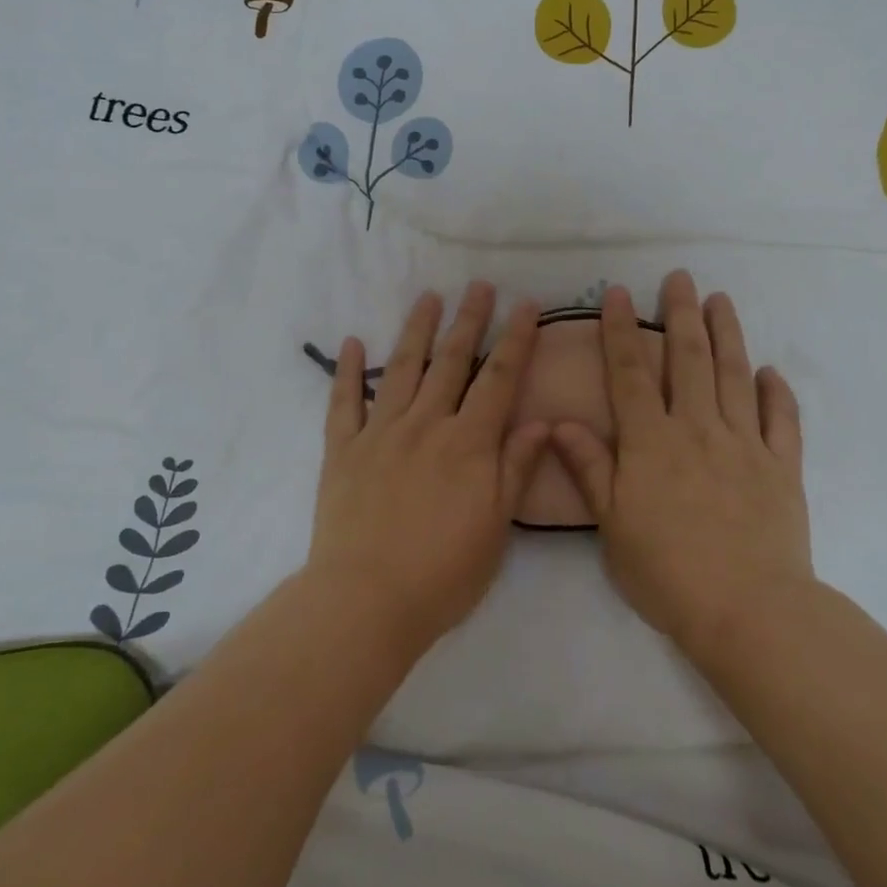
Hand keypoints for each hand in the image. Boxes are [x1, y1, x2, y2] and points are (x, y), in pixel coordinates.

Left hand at [309, 282, 550, 654]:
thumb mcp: (497, 526)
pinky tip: (350, 343)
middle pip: (451, 362)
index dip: (516, 338)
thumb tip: (544, 420)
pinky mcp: (342, 451)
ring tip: (429, 298)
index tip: (527, 304)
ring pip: (401, 370)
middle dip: (469, 320)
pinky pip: (343, 402)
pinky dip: (346, 371)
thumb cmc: (443, 572)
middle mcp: (426, 425)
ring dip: (417, 330)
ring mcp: (380, 433)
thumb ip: (517, 467)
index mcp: (468, 443)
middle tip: (479, 285)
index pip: (499, 378)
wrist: (366, 601)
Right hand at [551, 271, 813, 658]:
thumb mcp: (612, 524)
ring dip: (727, 334)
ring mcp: (745, 444)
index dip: (622, 330)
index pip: (631, 373)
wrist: (747, 610)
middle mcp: (698, 429)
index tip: (619, 293)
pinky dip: (777, 392)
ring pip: (734, 376)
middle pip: (688, 360)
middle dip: (681, 314)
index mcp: (652, 442)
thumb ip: (590, 468)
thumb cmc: (667, 570)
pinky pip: (782, 420)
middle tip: (680, 277)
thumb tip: (560, 421)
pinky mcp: (782, 467)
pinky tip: (770, 371)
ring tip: (721, 300)